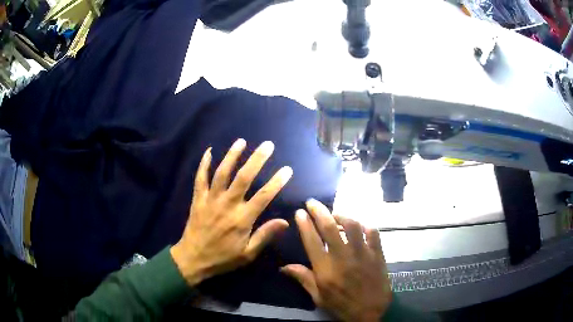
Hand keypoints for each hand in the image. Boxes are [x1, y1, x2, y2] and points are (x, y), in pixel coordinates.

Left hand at [171, 139, 292, 285]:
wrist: (193, 259)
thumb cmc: (223, 258)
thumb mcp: (248, 254)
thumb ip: (265, 235)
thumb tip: (285, 222)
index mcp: (242, 219)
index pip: (264, 196)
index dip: (277, 182)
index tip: (287, 169)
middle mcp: (227, 205)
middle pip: (244, 177)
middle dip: (257, 159)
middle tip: (267, 145)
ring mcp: (210, 200)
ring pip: (222, 173)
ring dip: (232, 156)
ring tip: (241, 142)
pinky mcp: (198, 199)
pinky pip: (200, 178)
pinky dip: (204, 164)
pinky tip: (209, 151)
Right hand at [281, 199, 391, 321]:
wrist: (372, 313)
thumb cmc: (342, 306)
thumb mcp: (318, 297)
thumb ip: (303, 279)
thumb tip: (284, 267)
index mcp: (326, 269)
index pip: (312, 240)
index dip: (304, 224)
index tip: (300, 212)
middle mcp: (343, 257)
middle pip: (330, 227)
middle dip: (319, 211)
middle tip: (312, 202)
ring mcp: (363, 254)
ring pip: (353, 226)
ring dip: (342, 216)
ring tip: (336, 215)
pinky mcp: (377, 254)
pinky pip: (373, 233)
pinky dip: (365, 226)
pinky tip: (360, 227)